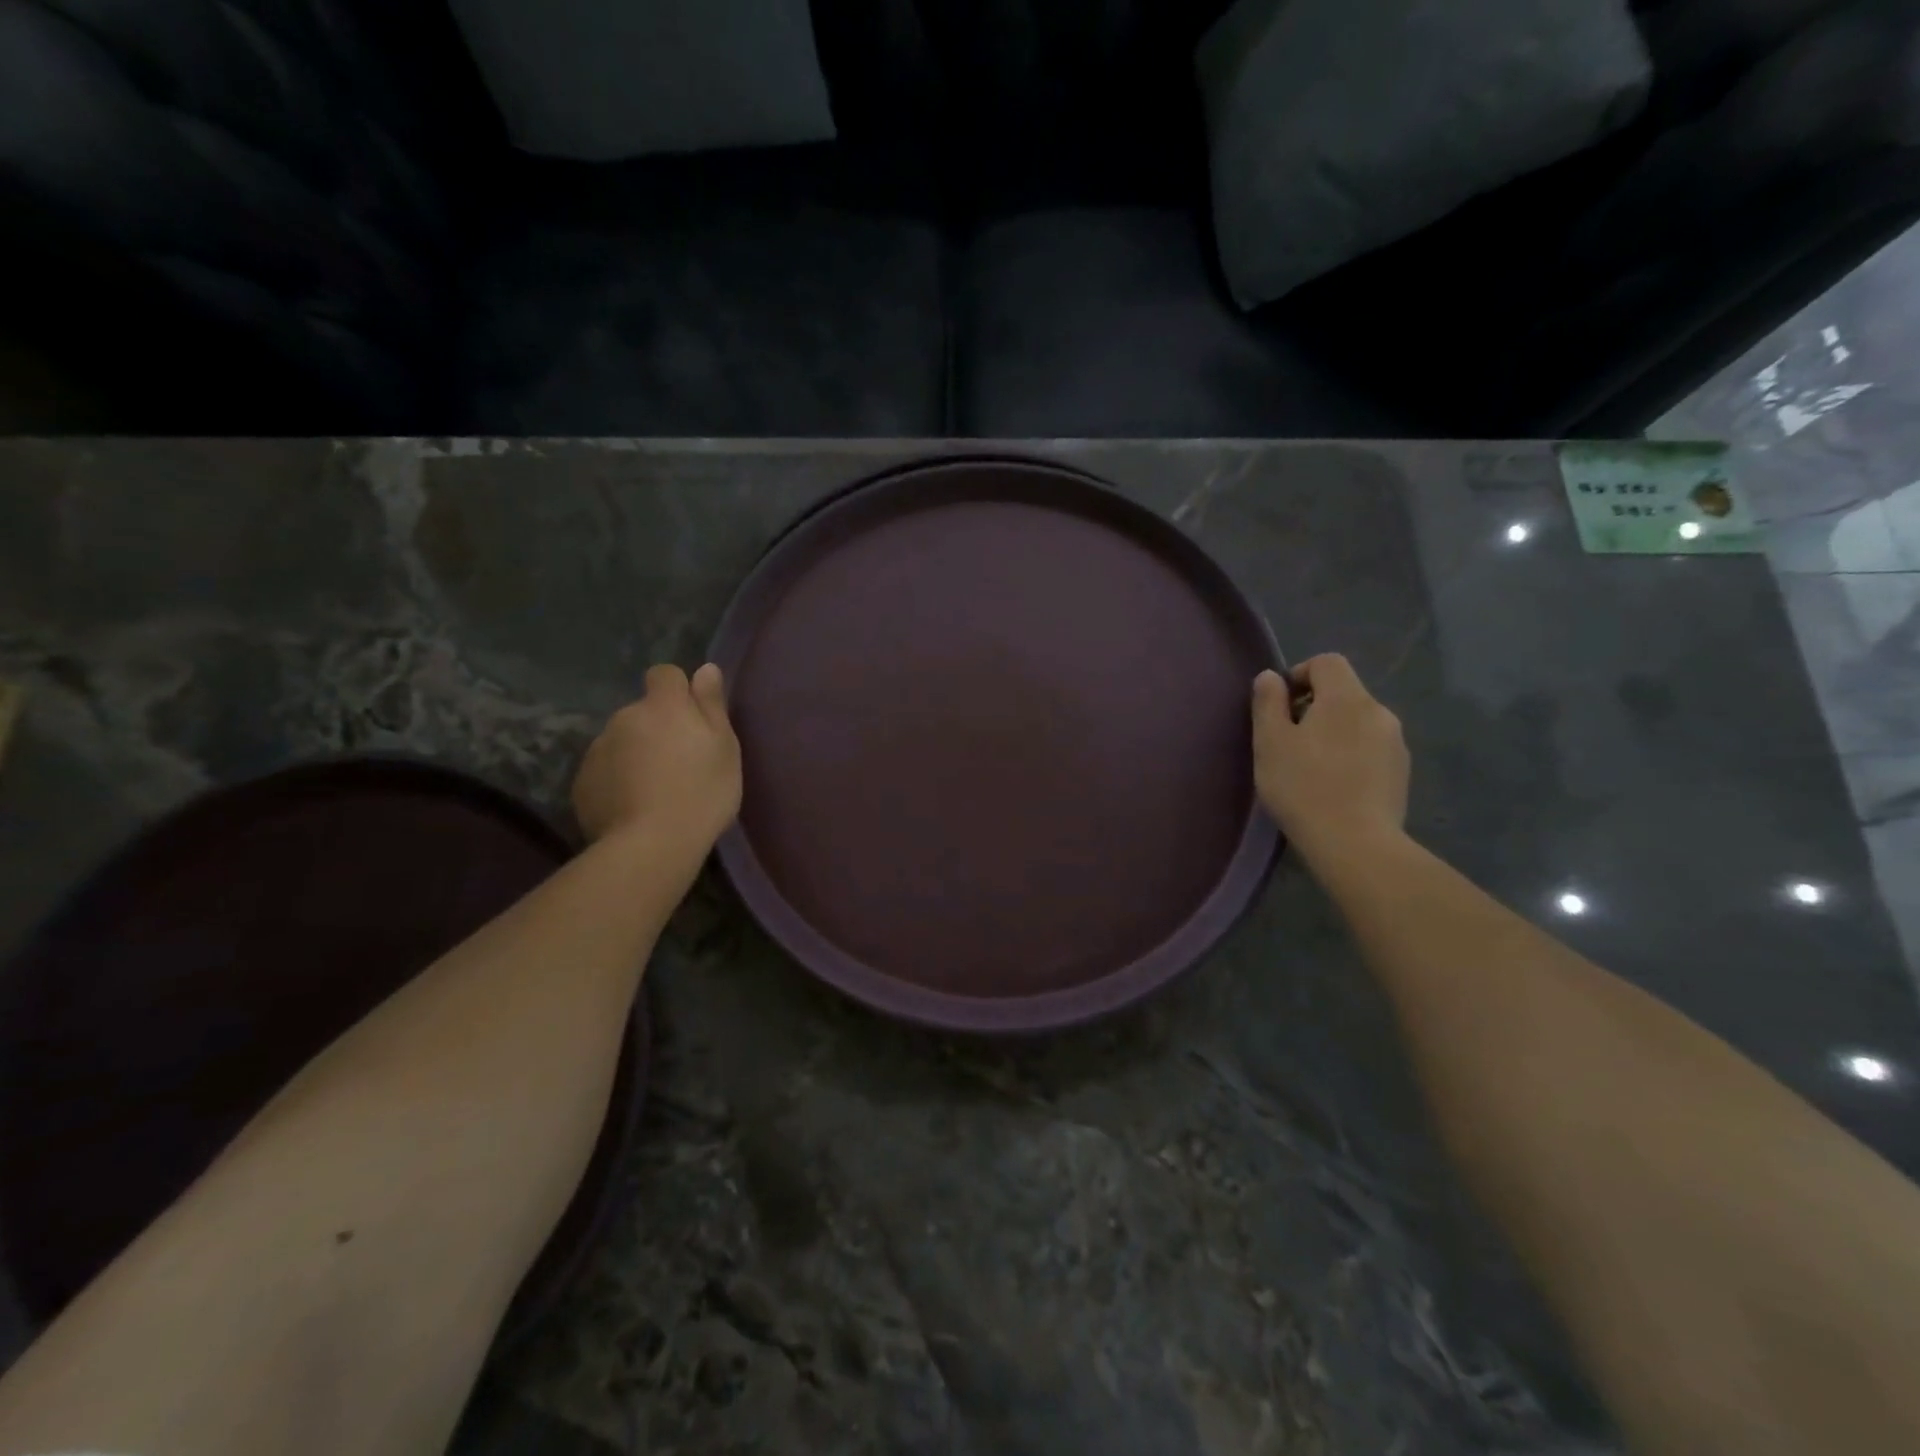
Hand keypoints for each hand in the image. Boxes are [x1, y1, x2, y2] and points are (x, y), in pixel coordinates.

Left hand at [573, 664, 741, 849]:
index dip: (678, 691)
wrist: (651, 845)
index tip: (692, 718)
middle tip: (680, 763)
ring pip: (621, 741)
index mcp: (663, 706)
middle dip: (657, 728)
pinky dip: (617, 780)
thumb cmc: (702, 792)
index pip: (664, 674)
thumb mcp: (724, 747)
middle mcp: (624, 718)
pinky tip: (634, 806)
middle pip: (642, 712)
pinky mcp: (582, 782)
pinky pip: (605, 771)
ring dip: (635, 754)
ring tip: (655, 790)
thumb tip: (705, 668)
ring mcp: (598, 750)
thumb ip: (711, 705)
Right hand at [1252, 655, 1408, 858]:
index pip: (1327, 662)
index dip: (1300, 674)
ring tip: (1311, 766)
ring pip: (1358, 721)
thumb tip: (1271, 677)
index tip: (1280, 705)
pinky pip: (1371, 747)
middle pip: (1344, 691)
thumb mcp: (1270, 743)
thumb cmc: (1303, 787)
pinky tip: (1334, 785)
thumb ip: (1268, 703)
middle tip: (1288, 740)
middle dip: (1315, 706)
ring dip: (1334, 732)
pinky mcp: (1402, 772)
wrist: (1356, 844)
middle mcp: (1378, 711)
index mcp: (1346, 698)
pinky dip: (1351, 754)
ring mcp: (1396, 742)